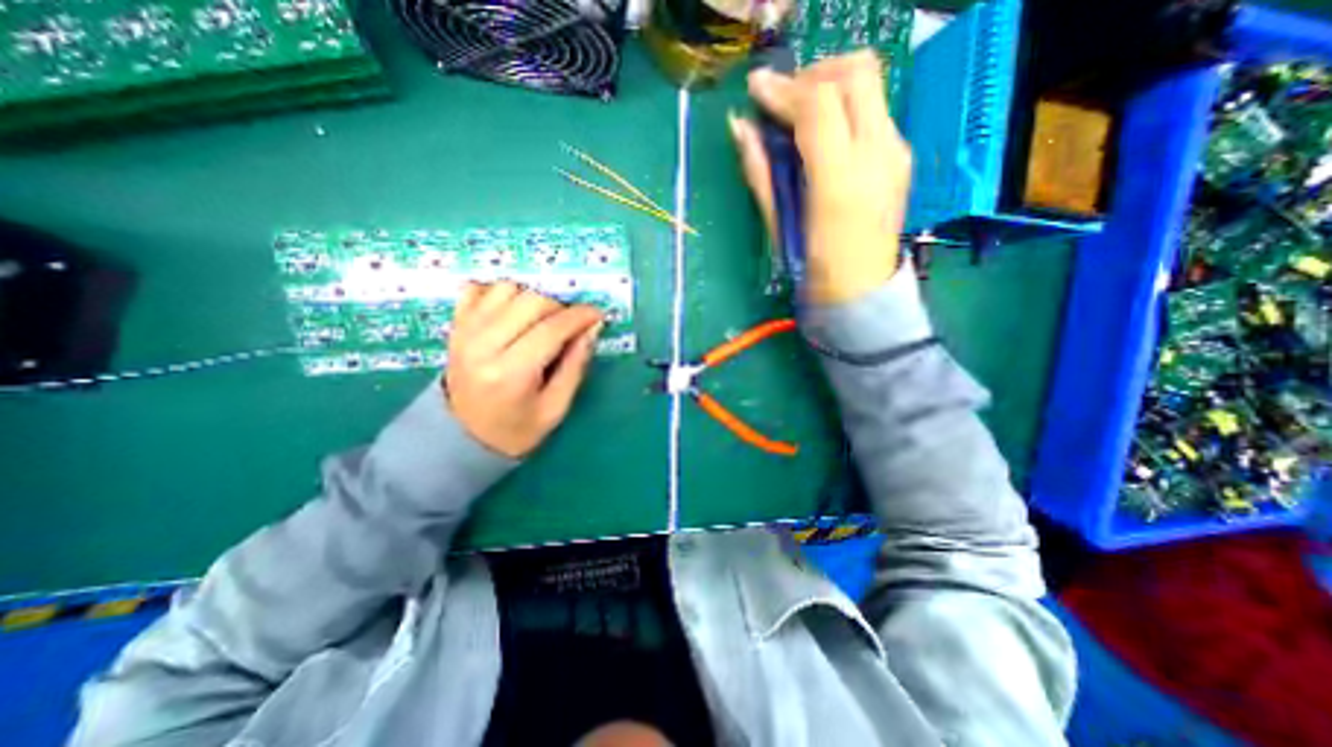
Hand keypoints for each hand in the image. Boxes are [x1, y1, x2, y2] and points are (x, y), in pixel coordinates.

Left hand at [441, 284, 603, 457]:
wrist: (461, 438)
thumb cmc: (515, 429)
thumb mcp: (555, 407)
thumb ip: (575, 365)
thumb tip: (592, 327)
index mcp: (511, 373)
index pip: (551, 329)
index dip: (580, 316)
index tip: (597, 315)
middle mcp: (483, 346)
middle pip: (531, 301)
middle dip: (560, 308)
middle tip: (569, 326)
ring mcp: (464, 332)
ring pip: (507, 289)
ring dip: (532, 299)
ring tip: (541, 321)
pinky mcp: (455, 326)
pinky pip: (477, 288)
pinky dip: (499, 293)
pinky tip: (511, 311)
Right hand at [729, 50, 916, 305]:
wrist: (862, 291)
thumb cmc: (815, 269)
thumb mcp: (780, 225)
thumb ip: (762, 173)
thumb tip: (740, 128)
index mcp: (840, 180)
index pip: (818, 104)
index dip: (782, 89)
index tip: (755, 91)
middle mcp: (878, 154)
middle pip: (855, 73)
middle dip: (812, 74)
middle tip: (783, 100)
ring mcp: (896, 152)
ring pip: (870, 81)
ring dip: (830, 85)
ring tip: (799, 112)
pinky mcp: (900, 155)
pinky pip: (874, 108)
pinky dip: (844, 105)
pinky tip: (823, 132)